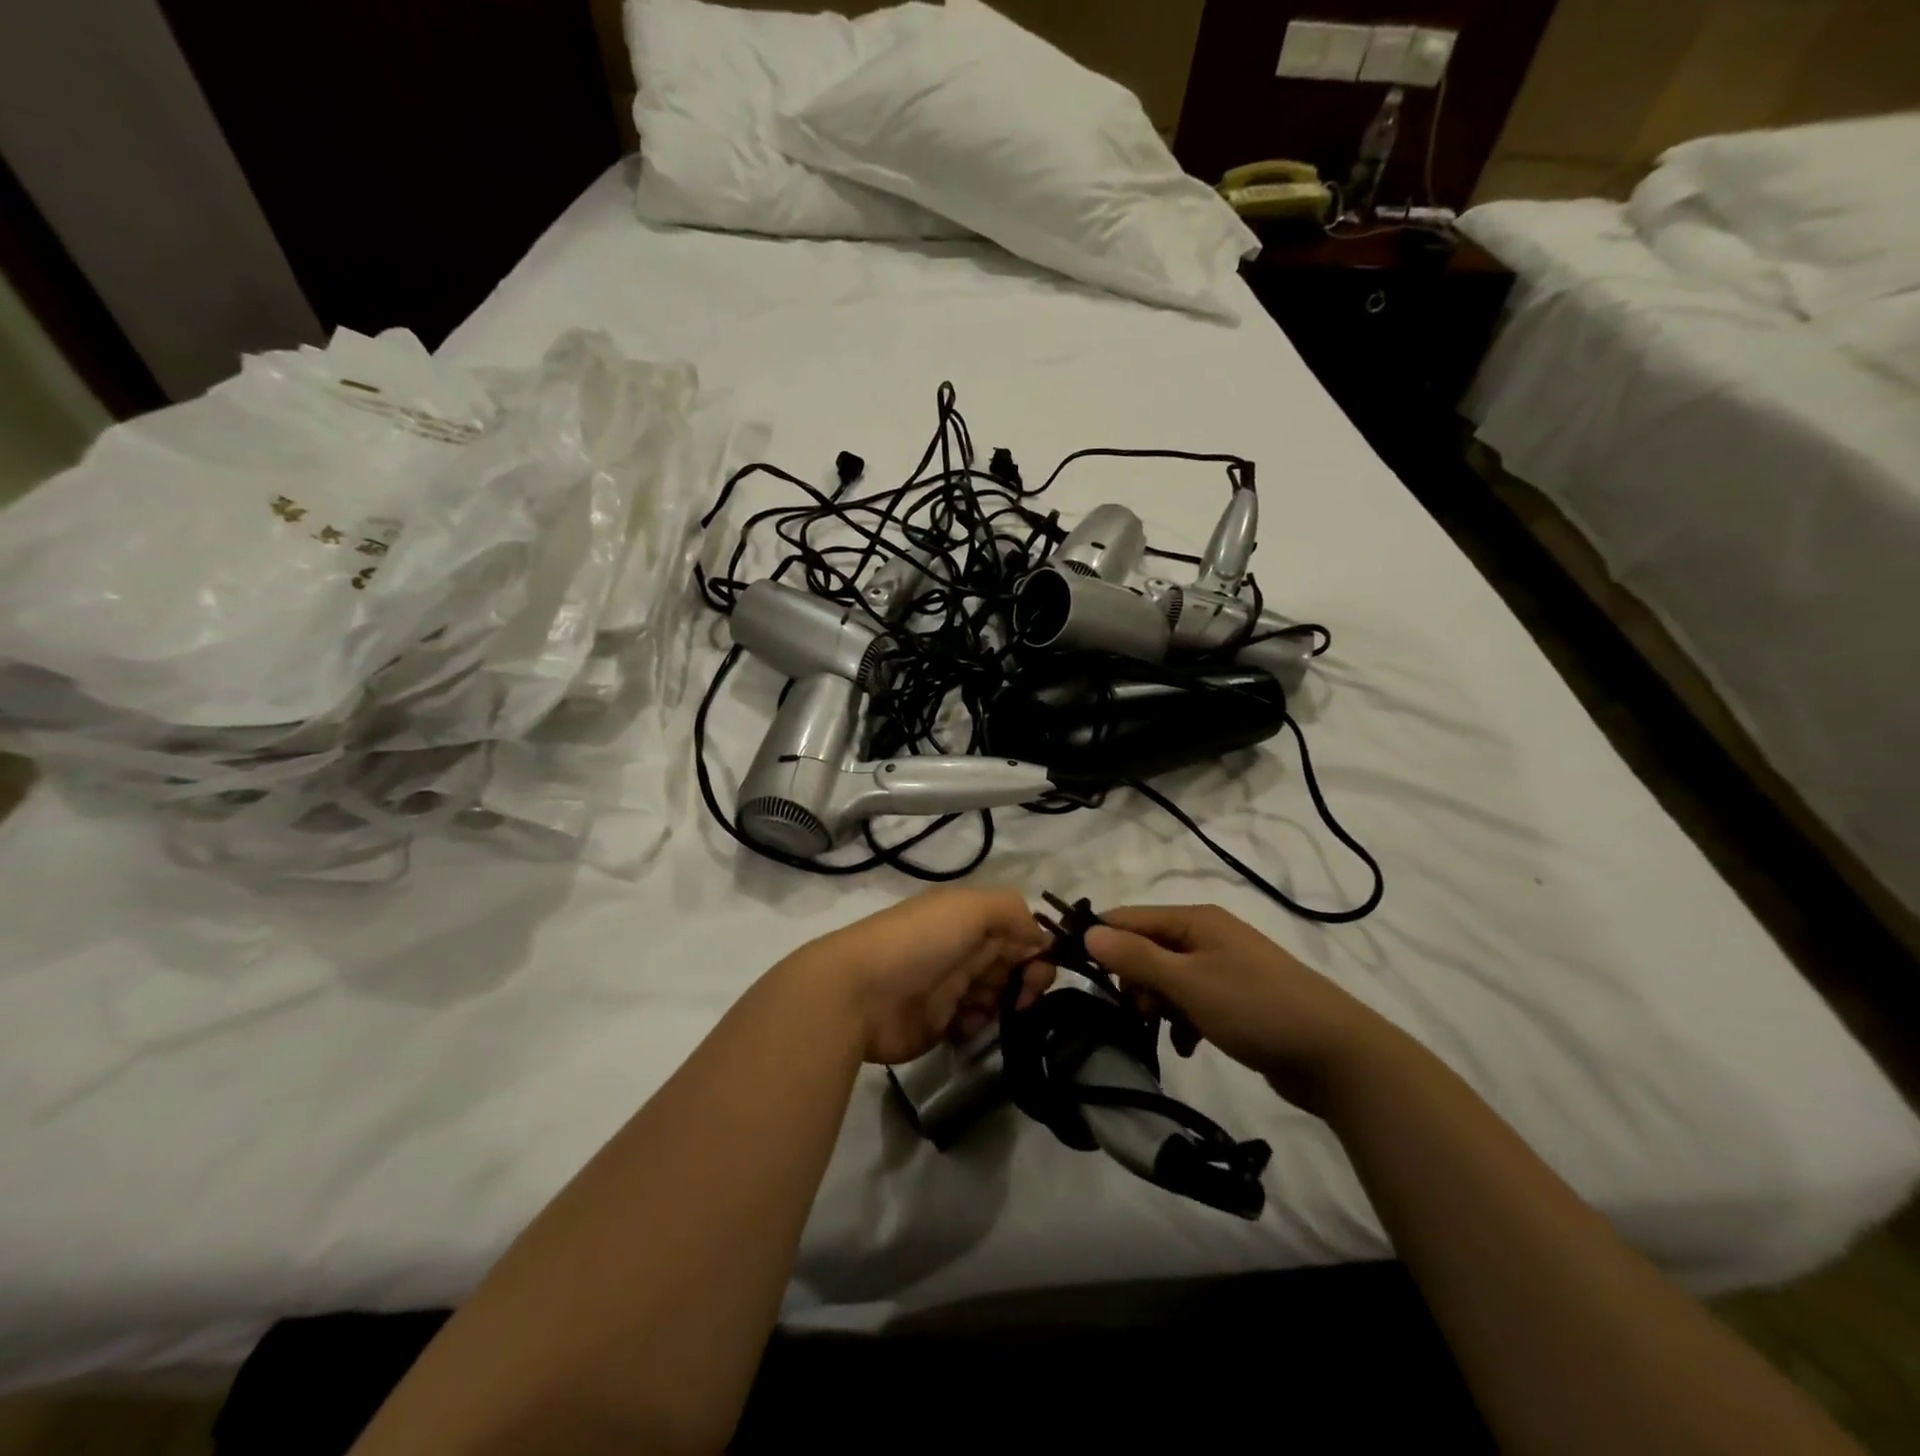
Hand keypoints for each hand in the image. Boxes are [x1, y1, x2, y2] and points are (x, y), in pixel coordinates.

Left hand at [789, 887, 1052, 1064]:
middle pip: (1011, 965)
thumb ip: (1011, 911)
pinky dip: (977, 1027)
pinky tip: (965, 1026)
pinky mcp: (938, 1024)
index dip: (1035, 949)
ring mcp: (949, 988)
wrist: (858, 994)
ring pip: (996, 997)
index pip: (1016, 930)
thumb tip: (1039, 937)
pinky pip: (973, 1026)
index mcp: (967, 918)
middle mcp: (962, 949)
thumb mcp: (969, 908)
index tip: (1042, 969)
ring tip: (991, 1011)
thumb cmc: (919, 942)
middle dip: (1027, 980)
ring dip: (1005, 1005)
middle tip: (1025, 996)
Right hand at [1084, 904, 1391, 1112]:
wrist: (1336, 1054)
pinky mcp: (1236, 998)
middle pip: (1147, 948)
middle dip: (1135, 980)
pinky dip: (1183, 1020)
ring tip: (1166, 1031)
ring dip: (1158, 1004)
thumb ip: (1136, 957)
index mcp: (1195, 919)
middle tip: (1141, 1012)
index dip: (1101, 942)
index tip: (1077, 975)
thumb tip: (1088, 932)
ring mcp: (1224, 967)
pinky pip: (1192, 1001)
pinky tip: (1188, 1045)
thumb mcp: (1188, 982)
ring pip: (1168, 978)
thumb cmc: (1255, 1008)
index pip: (1129, 918)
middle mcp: (1207, 935)